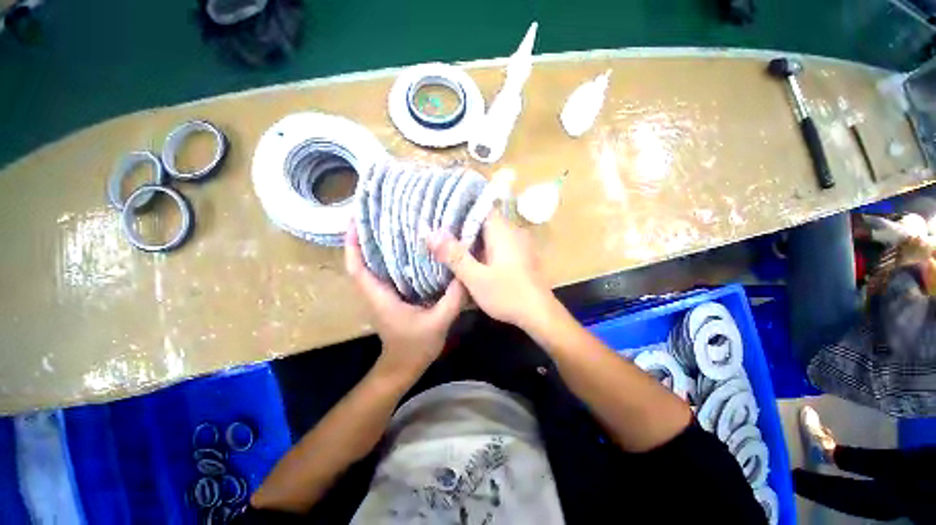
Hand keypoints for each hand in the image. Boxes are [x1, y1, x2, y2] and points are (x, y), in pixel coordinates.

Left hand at [345, 222, 464, 378]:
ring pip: (373, 265)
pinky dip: (389, 256)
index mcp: (379, 296)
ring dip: (376, 244)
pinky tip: (407, 247)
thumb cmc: (415, 347)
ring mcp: (382, 294)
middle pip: (363, 260)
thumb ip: (452, 299)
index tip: (355, 219)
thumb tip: (464, 272)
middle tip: (378, 212)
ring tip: (392, 223)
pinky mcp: (391, 296)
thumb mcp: (438, 322)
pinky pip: (386, 271)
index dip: (352, 244)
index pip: (357, 267)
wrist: (404, 366)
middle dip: (365, 236)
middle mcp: (376, 292)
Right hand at [428, 209, 553, 328]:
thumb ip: (454, 255)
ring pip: (490, 235)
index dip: (459, 209)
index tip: (440, 214)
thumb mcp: (475, 277)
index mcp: (502, 231)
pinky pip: (497, 245)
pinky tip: (471, 259)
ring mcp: (518, 244)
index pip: (479, 207)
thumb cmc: (508, 294)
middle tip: (440, 232)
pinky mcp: (519, 256)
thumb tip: (430, 233)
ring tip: (450, 244)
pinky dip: (483, 249)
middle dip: (462, 227)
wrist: (539, 314)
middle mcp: (512, 232)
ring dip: (472, 240)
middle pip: (483, 221)